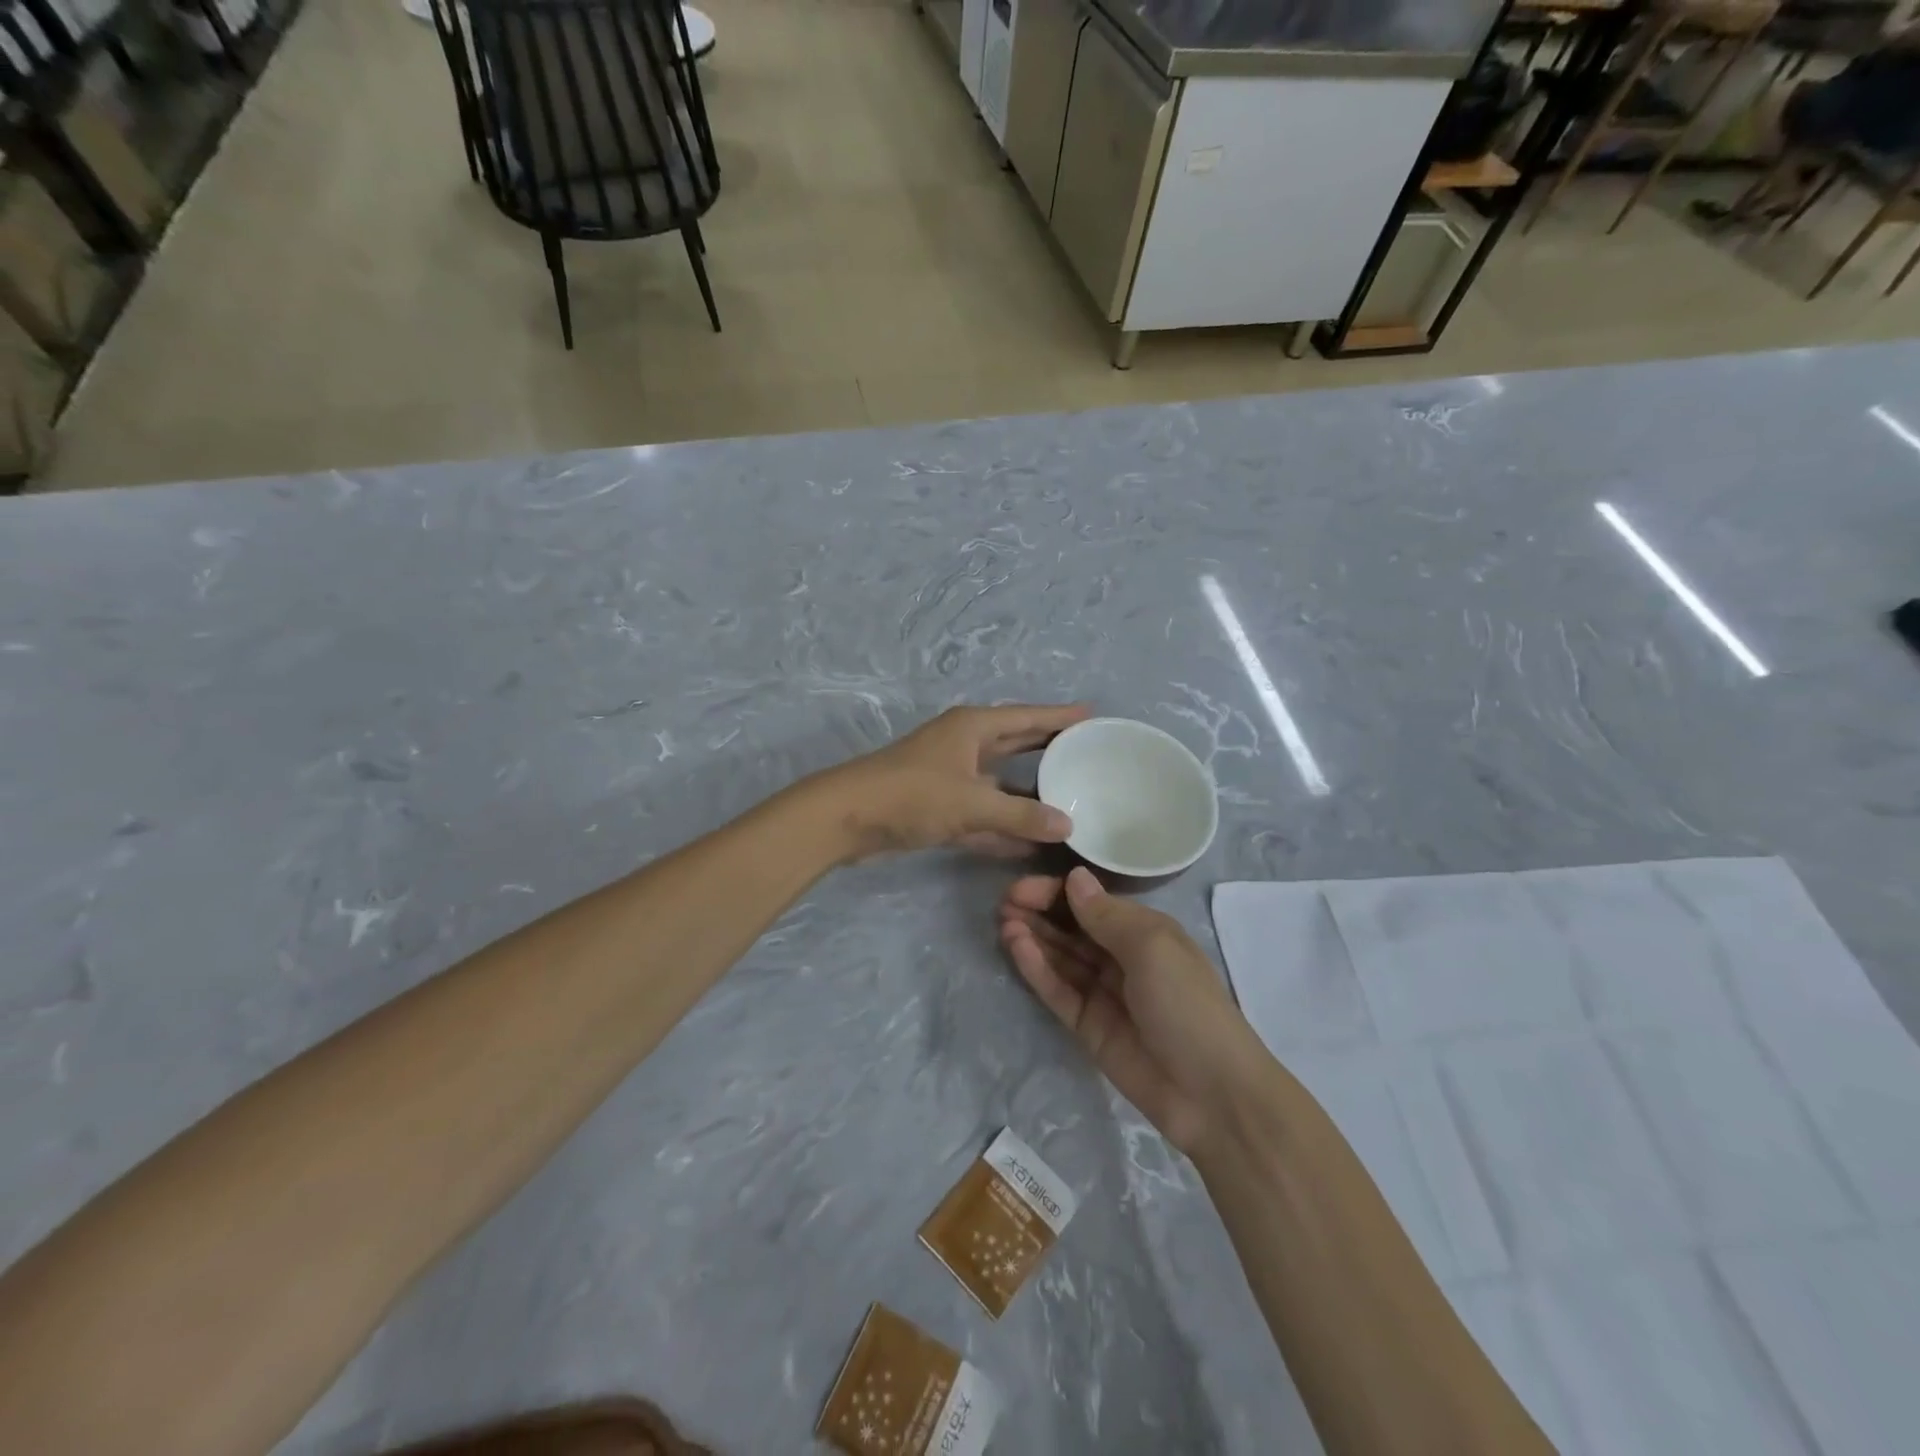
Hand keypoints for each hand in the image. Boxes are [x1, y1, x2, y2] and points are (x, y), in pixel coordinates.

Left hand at [816, 704, 1088, 860]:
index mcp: (973, 728)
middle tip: (1088, 753)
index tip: (1093, 716)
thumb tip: (1068, 825)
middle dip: (1049, 748)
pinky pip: (984, 813)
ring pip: (1001, 783)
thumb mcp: (972, 803)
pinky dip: (1005, 825)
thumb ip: (1021, 815)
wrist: (847, 818)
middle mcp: (964, 746)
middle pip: (1016, 744)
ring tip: (1070, 799)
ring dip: (1029, 793)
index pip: (1027, 717)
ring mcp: (951, 777)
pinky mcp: (939, 807)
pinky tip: (1033, 842)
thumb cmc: (912, 794)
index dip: (1060, 717)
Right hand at [999, 867, 1269, 1154]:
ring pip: (1060, 957)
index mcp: (1144, 932)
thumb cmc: (1187, 1004)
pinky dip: (1036, 969)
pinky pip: (1057, 990)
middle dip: (1040, 912)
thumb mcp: (1151, 947)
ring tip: (1003, 922)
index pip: (1092, 903)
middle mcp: (1121, 957)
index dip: (1057, 892)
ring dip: (1033, 937)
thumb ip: (1106, 915)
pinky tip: (1016, 947)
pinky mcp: (1087, 1026)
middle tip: (1004, 902)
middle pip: (1072, 928)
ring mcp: (1103, 993)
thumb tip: (1074, 877)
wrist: (1211, 1093)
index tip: (1023, 886)